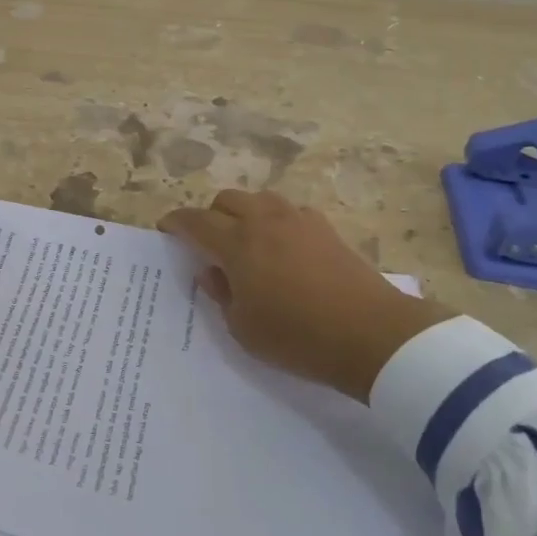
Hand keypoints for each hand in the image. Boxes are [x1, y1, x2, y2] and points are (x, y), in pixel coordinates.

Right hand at [158, 190, 453, 401]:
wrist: (371, 334)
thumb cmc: (297, 336)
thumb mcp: (243, 328)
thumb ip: (221, 294)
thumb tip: (210, 270)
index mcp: (237, 243)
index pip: (196, 221)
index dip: (176, 222)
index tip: (166, 228)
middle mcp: (265, 220)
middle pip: (227, 200)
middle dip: (211, 215)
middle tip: (208, 242)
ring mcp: (299, 219)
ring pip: (260, 199)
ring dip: (244, 212)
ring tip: (245, 241)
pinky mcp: (326, 228)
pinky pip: (289, 211)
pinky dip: (275, 221)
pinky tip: (282, 247)